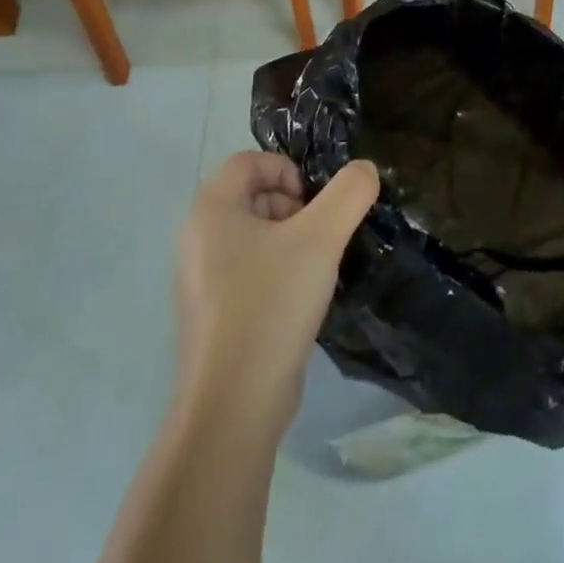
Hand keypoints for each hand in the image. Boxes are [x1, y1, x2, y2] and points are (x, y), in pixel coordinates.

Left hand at [175, 152, 379, 440]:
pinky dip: (278, 271)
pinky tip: (300, 300)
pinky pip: (250, 270)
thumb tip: (365, 170)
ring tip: (316, 270)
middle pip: (251, 196)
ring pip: (253, 236)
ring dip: (290, 240)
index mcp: (210, 211)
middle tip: (321, 236)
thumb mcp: (321, 238)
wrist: (235, 401)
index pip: (249, 162)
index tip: (316, 203)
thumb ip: (349, 193)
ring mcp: (202, 279)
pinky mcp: (214, 313)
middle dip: (293, 206)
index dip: (288, 170)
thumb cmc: (271, 303)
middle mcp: (197, 238)